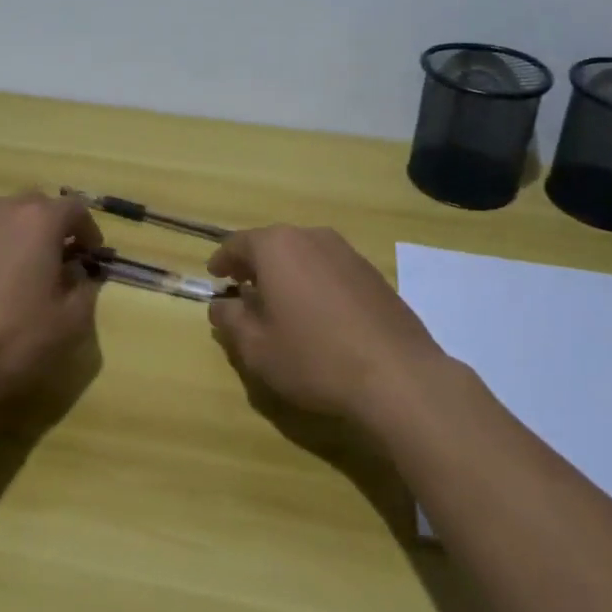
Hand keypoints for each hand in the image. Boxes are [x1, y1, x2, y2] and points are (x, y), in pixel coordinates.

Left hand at [0, 190, 103, 407]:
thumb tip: (78, 273)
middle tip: (59, 259)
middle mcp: (2, 209)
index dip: (88, 230)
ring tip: (22, 269)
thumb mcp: (70, 321)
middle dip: (53, 227)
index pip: (75, 208)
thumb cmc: (14, 337)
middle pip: (37, 205)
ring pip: (4, 216)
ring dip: (20, 234)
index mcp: (39, 220)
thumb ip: (85, 287)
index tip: (91, 255)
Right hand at [206, 226, 444, 424]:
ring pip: (303, 254)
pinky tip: (317, 313)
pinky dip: (314, 281)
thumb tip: (221, 304)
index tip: (214, 277)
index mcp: (277, 247)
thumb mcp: (257, 347)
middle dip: (254, 265)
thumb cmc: (314, 357)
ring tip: (279, 302)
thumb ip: (230, 320)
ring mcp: (346, 252)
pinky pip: (329, 268)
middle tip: (242, 289)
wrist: (396, 375)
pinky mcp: (371, 272)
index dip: (222, 261)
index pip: (238, 244)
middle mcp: (311, 237)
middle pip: (272, 244)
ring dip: (286, 272)